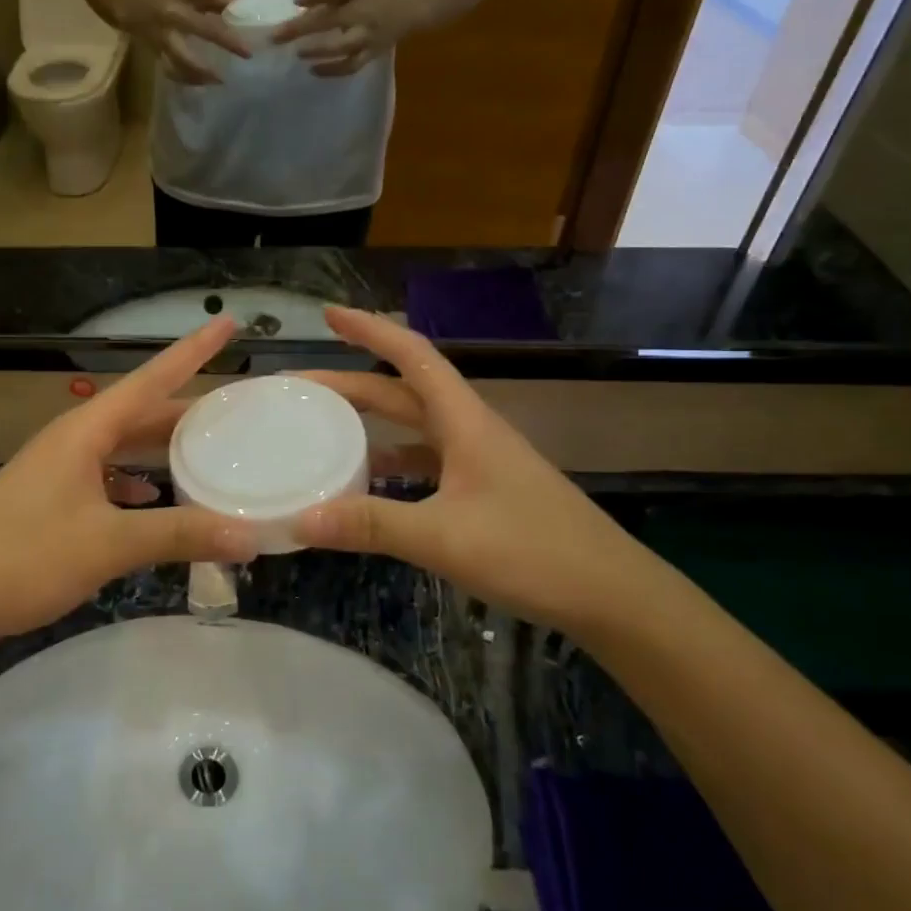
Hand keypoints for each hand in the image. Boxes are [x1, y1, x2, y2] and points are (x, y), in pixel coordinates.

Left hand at [0, 318, 256, 654]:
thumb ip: (180, 535)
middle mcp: (72, 441)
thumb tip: (251, 536)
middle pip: (140, 413)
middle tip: (235, 409)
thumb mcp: (109, 544)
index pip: (152, 379)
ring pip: (122, 447)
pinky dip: (136, 484)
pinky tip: (153, 501)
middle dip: (186, 409)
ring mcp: (56, 472)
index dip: (193, 350)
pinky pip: (105, 478)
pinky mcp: (48, 503)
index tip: (228, 323)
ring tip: (206, 453)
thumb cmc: (24, 557)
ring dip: (162, 449)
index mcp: (85, 431)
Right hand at [117, 0, 250, 85]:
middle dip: (225, 41)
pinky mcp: (156, 51)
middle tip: (247, 53)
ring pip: (183, 58)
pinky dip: (187, 79)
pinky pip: (172, 70)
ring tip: (220, 80)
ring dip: (202, 71)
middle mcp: (172, 14)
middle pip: (202, 28)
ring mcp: (163, 36)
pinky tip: (202, 83)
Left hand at [272, 0, 425, 77]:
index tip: (293, 0)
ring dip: (319, 52)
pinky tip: (312, 70)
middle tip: (276, 36)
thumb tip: (296, 2)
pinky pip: (350, 66)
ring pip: (342, 47)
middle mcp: (363, 15)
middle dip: (302, 29)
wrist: (415, 6)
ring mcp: (368, 37)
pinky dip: (332, 70)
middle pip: (330, 20)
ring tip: (297, 54)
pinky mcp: (372, 54)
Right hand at [294, 309, 656, 631]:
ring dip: (370, 424)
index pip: (411, 356)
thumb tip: (298, 519)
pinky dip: (391, 466)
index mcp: (464, 421)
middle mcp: (470, 431)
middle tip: (298, 388)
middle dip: (349, 384)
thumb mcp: (443, 538)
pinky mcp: (484, 493)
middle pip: (402, 392)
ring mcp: (479, 463)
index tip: (329, 315)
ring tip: (322, 431)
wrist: (612, 595)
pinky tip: (368, 486)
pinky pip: (425, 465)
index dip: (370, 330)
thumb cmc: (533, 552)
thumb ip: (371, 525)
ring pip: (413, 429)